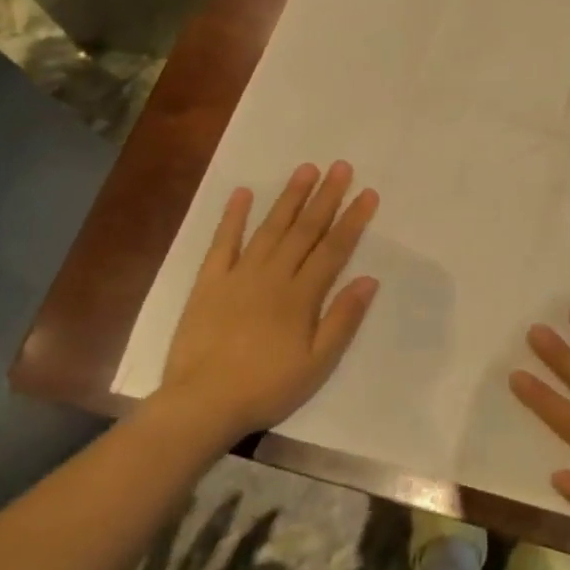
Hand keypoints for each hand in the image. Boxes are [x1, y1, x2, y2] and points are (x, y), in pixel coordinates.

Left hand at [158, 161, 379, 438]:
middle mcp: (273, 276)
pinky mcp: (209, 282)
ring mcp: (238, 275)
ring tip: (305, 169)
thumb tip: (369, 279)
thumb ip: (342, 320)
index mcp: (301, 296)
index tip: (368, 193)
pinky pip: (222, 243)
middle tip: (341, 166)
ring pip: (270, 228)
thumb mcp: (316, 364)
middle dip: (325, 197)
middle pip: (305, 230)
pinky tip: (243, 193)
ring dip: (289, 197)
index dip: (353, 220)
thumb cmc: (266, 388)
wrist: (201, 403)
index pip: (333, 249)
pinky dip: (232, 217)